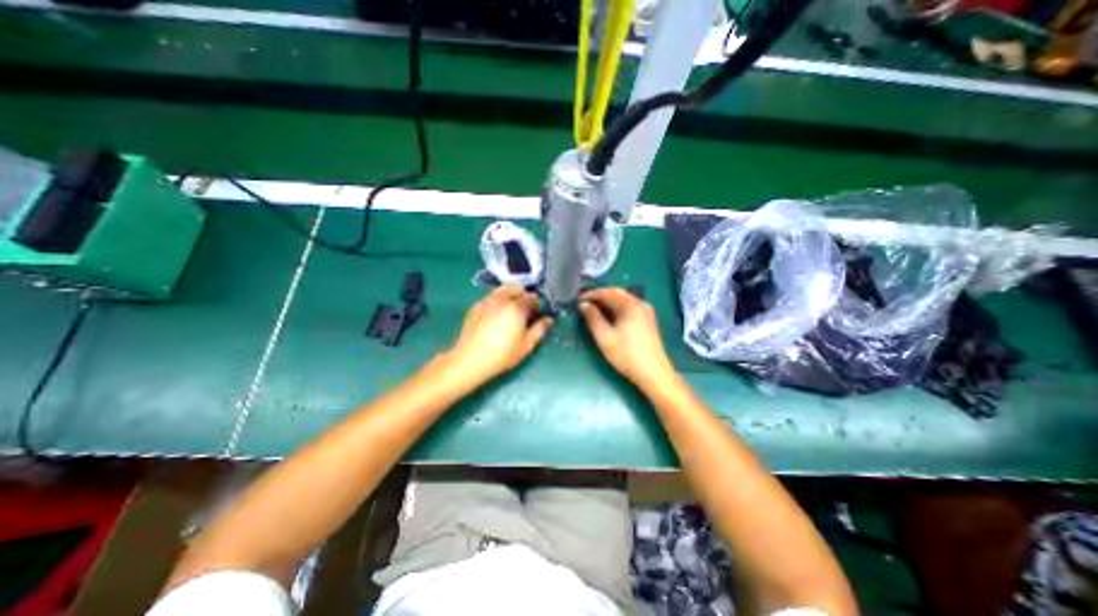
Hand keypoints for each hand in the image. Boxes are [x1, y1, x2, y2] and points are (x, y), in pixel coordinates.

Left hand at [441, 283, 552, 383]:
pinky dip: (498, 300)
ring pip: (502, 290)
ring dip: (510, 296)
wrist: (470, 359)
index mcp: (516, 307)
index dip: (537, 305)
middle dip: (524, 296)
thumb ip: (539, 330)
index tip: (536, 315)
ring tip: (510, 311)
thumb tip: (548, 320)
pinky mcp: (475, 306)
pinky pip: (491, 297)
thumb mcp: (526, 345)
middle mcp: (502, 299)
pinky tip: (496, 315)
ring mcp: (487, 301)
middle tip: (524, 312)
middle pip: (517, 288)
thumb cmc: (502, 354)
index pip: (532, 297)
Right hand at [579, 286, 674, 384]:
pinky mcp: (648, 320)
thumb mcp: (605, 337)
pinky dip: (616, 308)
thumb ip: (593, 318)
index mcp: (630, 305)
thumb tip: (584, 305)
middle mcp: (640, 303)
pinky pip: (629, 307)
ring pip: (623, 300)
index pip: (607, 292)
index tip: (578, 300)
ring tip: (594, 310)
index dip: (591, 294)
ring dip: (608, 302)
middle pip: (617, 293)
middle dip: (600, 296)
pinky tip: (609, 317)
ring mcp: (646, 312)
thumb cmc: (627, 355)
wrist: (654, 374)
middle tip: (585, 303)